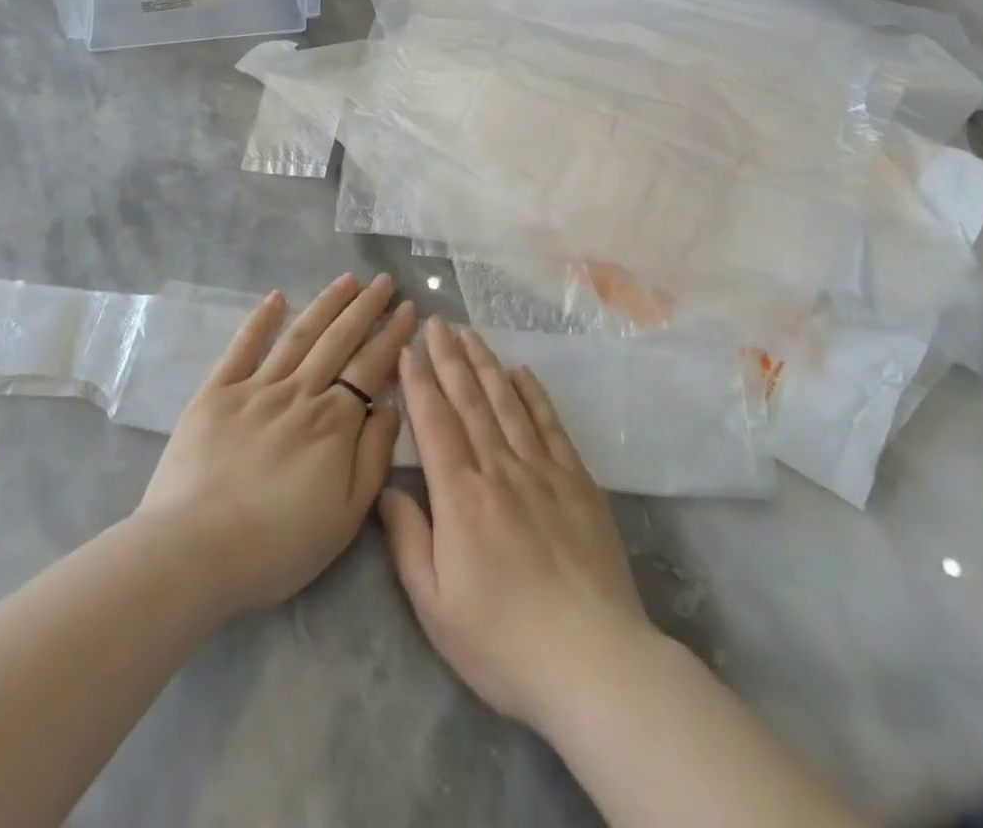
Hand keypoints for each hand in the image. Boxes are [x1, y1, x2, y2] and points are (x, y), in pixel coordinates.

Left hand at [138, 274, 413, 615]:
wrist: (193, 552)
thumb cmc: (277, 545)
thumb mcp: (346, 516)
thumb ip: (374, 456)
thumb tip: (390, 406)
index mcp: (334, 421)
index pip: (371, 366)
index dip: (392, 335)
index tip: (408, 308)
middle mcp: (300, 393)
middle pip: (339, 340)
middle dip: (365, 308)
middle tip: (384, 281)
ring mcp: (256, 388)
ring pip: (299, 335)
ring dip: (326, 304)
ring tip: (347, 280)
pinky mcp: (216, 393)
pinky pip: (242, 348)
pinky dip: (260, 320)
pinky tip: (276, 297)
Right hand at [380, 320, 655, 731]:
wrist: (594, 660)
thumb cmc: (503, 642)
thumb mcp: (435, 606)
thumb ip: (407, 541)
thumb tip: (388, 489)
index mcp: (461, 496)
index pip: (434, 423)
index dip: (419, 382)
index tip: (408, 348)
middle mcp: (500, 469)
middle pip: (470, 401)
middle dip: (449, 358)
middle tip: (437, 322)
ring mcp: (543, 471)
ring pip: (508, 403)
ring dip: (486, 364)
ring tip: (470, 333)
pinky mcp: (578, 482)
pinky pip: (550, 425)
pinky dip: (534, 394)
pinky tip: (522, 372)